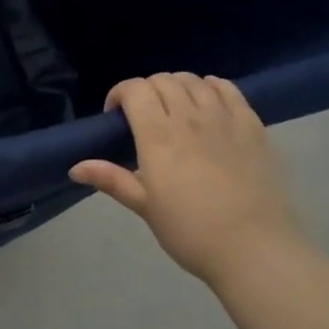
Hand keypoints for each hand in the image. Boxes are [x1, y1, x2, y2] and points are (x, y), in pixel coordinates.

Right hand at [70, 73, 300, 285]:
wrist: (253, 248)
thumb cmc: (191, 232)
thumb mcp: (146, 207)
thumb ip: (112, 179)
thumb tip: (74, 167)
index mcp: (158, 137)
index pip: (135, 90)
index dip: (120, 93)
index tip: (115, 115)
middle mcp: (190, 118)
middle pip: (163, 81)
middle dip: (146, 90)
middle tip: (143, 116)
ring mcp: (224, 118)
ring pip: (194, 81)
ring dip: (177, 86)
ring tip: (174, 108)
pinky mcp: (252, 125)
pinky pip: (228, 89)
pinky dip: (210, 87)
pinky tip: (207, 101)